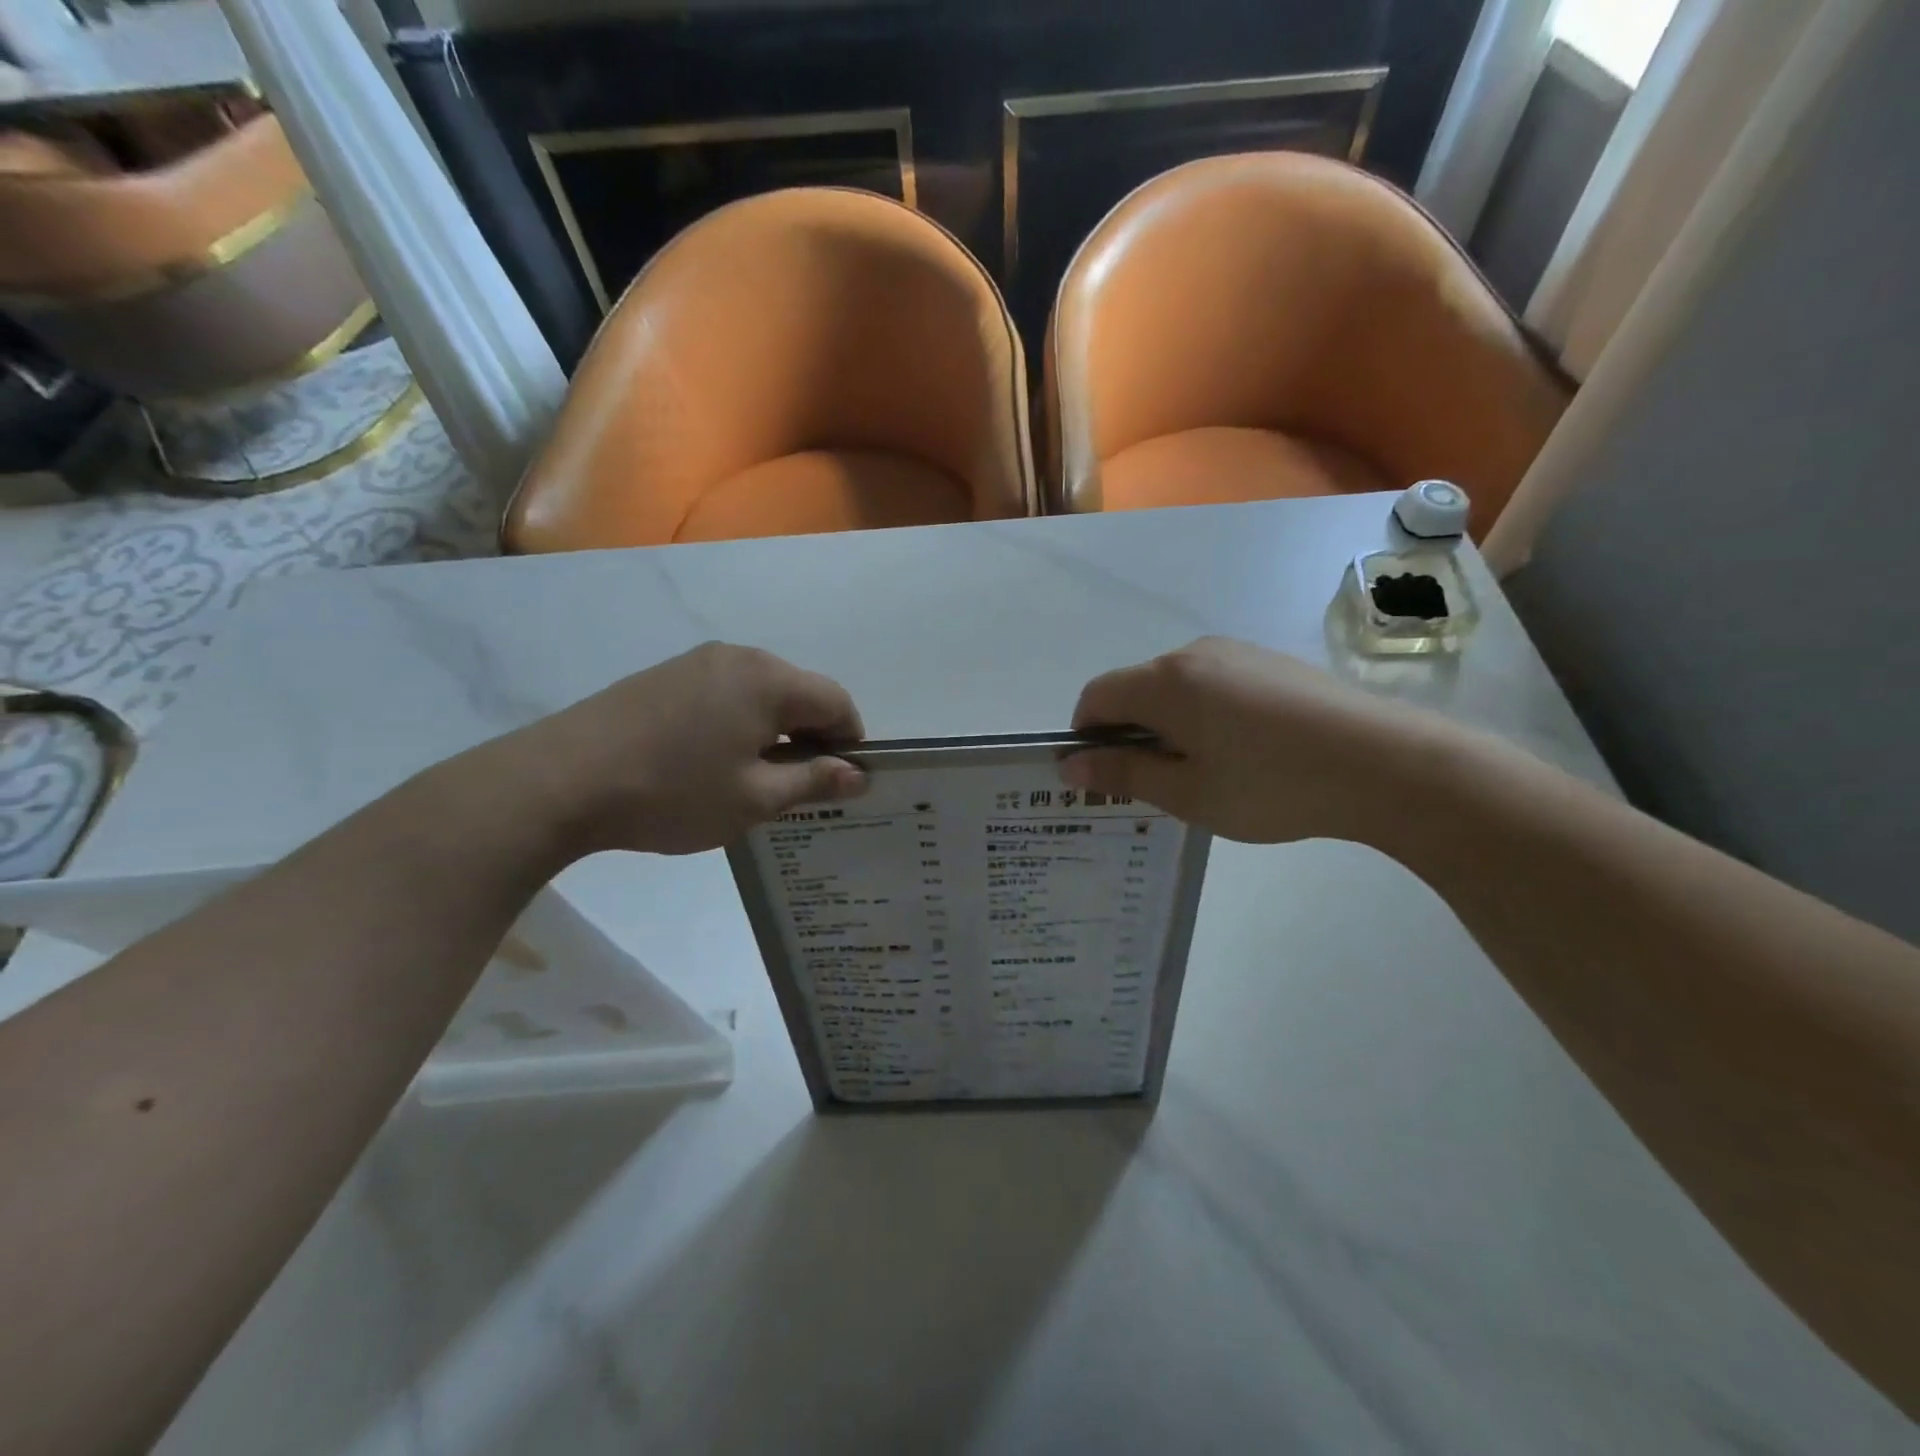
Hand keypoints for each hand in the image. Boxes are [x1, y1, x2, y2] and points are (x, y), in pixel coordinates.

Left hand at [505, 642, 866, 856]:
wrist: (561, 780)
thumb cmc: (673, 792)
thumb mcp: (754, 799)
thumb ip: (813, 781)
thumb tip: (857, 774)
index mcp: (770, 680)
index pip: (837, 702)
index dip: (849, 742)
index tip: (840, 783)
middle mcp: (739, 657)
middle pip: (799, 693)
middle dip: (811, 737)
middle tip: (797, 789)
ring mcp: (697, 662)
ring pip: (761, 694)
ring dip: (773, 731)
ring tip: (752, 779)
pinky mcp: (665, 675)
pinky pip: (725, 694)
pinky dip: (738, 723)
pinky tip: (712, 762)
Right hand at [1064, 637, 1451, 845]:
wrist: (1386, 763)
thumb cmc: (1272, 785)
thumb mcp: (1188, 793)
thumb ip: (1123, 773)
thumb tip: (1070, 763)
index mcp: (1165, 682)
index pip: (1095, 696)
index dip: (1086, 735)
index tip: (1106, 775)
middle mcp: (1193, 653)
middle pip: (1135, 688)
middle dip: (1130, 732)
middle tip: (1158, 784)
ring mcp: (1236, 652)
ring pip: (1176, 686)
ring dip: (1168, 723)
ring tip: (1207, 771)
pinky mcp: (1270, 661)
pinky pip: (1213, 683)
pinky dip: (1204, 713)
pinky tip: (1244, 751)